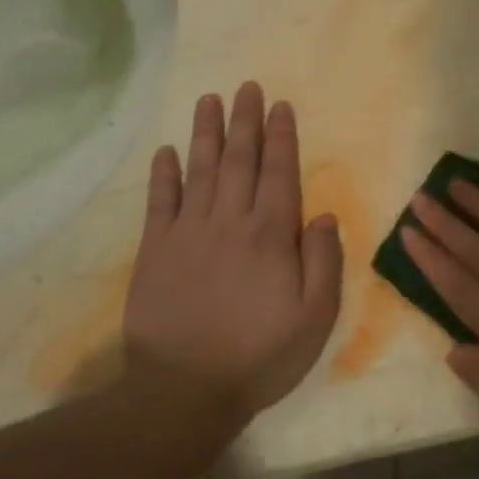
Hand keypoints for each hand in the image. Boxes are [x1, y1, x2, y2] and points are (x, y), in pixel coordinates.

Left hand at [122, 82, 343, 418]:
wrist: (184, 392)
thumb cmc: (260, 356)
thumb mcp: (315, 317)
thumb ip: (324, 261)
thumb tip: (322, 214)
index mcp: (271, 234)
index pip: (279, 172)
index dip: (281, 136)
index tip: (280, 106)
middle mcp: (230, 221)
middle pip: (239, 159)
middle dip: (245, 120)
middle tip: (247, 86)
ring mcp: (188, 233)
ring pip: (200, 170)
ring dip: (206, 132)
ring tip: (210, 100)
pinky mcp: (155, 251)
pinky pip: (160, 202)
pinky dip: (164, 174)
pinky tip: (167, 151)